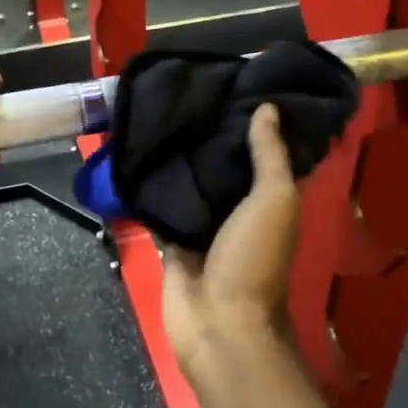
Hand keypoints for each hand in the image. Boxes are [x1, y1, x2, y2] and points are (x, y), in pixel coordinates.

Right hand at [162, 103, 299, 370]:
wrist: (218, 324)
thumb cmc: (253, 260)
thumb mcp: (273, 201)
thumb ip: (269, 156)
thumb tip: (267, 108)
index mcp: (267, 199)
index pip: (260, 153)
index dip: (251, 122)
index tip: (233, 83)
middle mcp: (236, 209)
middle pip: (221, 166)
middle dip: (208, 136)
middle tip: (186, 93)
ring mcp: (202, 226)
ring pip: (189, 185)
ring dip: (177, 160)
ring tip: (157, 115)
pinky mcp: (172, 241)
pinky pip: (160, 208)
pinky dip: (150, 189)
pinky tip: (134, 156)